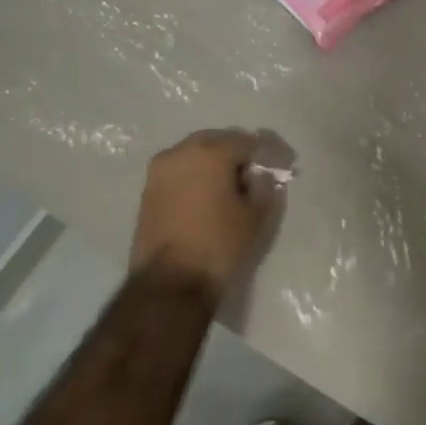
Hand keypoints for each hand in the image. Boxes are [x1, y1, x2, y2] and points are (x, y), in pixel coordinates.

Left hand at [130, 130, 275, 298]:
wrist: (170, 282)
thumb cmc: (219, 244)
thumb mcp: (255, 216)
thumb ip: (264, 186)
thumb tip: (261, 175)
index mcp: (210, 152)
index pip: (247, 141)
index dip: (266, 155)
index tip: (278, 169)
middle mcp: (180, 152)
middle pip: (217, 142)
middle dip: (237, 154)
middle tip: (253, 176)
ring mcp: (159, 170)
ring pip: (195, 155)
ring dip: (213, 165)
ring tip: (230, 188)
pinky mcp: (148, 190)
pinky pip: (179, 172)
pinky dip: (195, 177)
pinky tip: (207, 198)